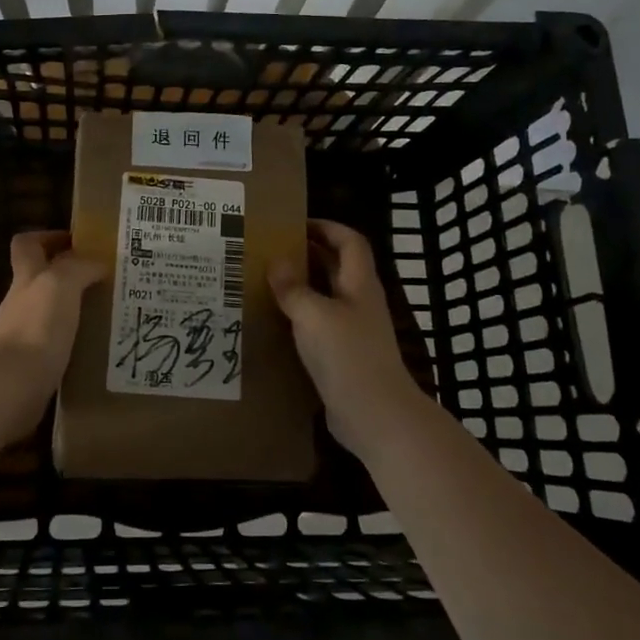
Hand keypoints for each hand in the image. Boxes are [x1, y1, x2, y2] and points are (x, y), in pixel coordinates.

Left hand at [0, 231, 106, 439]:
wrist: (14, 387)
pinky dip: (73, 341)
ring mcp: (24, 335)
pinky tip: (96, 346)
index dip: (48, 237)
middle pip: (40, 278)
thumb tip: (98, 263)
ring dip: (74, 309)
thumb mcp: (62, 284)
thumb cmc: (38, 327)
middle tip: (104, 278)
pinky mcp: (31, 365)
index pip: (27, 244)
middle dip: (69, 275)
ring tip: (107, 312)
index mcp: (27, 277)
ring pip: (50, 312)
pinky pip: (56, 344)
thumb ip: (79, 267)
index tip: (77, 241)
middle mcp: (21, 303)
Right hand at [270, 219, 432, 461]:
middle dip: (307, 254)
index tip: (295, 223)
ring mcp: (352, 331)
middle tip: (270, 249)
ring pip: (325, 297)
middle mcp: (358, 302)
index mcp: (360, 284)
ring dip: (300, 286)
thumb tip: (276, 260)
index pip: (349, 241)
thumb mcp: (314, 315)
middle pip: (336, 267)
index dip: (327, 227)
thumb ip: (293, 287)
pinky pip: (318, 325)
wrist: (375, 415)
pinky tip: (273, 321)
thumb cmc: (348, 355)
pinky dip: (298, 317)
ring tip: (264, 281)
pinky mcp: (342, 356)